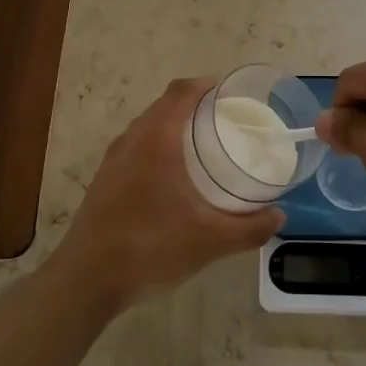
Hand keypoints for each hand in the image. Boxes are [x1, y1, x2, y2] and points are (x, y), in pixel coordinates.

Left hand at [50, 79, 282, 314]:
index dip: (206, 85)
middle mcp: (131, 140)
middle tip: (226, 122)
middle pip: (165, 106)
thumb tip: (279, 217)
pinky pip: (136, 147)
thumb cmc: (150, 248)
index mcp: (156, 140)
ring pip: (148, 127)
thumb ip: (249, 228)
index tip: (231, 94)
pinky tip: (174, 179)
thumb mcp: (209, 241)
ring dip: (174, 127)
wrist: (86, 280)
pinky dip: (158, 147)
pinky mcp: (104, 180)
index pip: (181, 92)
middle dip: (195, 106)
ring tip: (204, 147)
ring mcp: (113, 160)